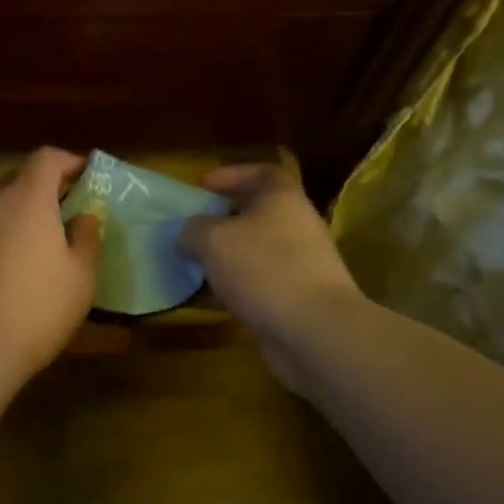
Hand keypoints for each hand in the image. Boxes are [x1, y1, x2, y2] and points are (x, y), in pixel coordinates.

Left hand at [0, 147, 101, 383]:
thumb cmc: (36, 309)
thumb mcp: (80, 279)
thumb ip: (86, 239)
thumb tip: (84, 217)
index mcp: (26, 198)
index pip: (46, 158)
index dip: (68, 161)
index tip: (85, 176)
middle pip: (16, 178)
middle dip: (41, 189)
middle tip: (61, 214)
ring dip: (13, 214)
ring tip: (30, 245)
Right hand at [180, 164, 364, 389]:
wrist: (315, 331)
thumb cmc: (264, 268)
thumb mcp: (214, 239)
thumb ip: (194, 229)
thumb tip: (189, 234)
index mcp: (283, 199)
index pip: (263, 172)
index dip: (232, 174)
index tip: (203, 186)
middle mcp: (297, 226)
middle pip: (257, 214)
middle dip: (222, 221)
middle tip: (192, 229)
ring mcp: (300, 265)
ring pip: (255, 253)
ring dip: (225, 259)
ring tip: (192, 267)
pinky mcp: (296, 300)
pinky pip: (259, 285)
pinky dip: (234, 290)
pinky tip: (207, 301)